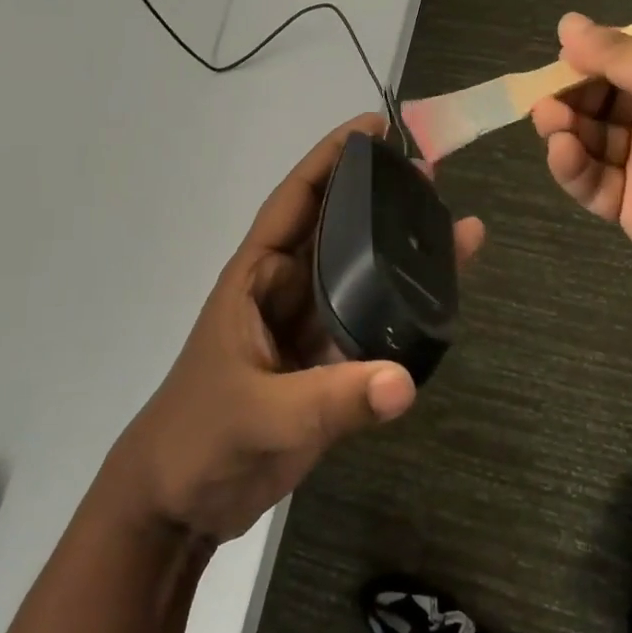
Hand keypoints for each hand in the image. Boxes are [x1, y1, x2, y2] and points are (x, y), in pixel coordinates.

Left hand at [119, 115, 484, 543]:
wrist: (180, 505)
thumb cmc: (198, 440)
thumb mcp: (258, 415)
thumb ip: (331, 401)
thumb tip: (405, 383)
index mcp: (257, 279)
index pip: (297, 201)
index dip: (330, 159)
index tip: (374, 127)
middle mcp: (286, 292)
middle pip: (340, 230)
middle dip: (380, 198)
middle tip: (431, 173)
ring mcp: (309, 329)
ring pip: (362, 277)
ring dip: (401, 252)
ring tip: (451, 223)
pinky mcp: (328, 367)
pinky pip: (373, 325)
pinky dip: (404, 310)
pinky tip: (441, 298)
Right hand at [531, 15, 631, 296]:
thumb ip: (620, 55)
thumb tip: (567, 23)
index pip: (625, 58)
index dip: (593, 55)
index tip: (564, 54)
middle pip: (598, 97)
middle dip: (570, 92)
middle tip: (546, 95)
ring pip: (587, 137)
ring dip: (563, 125)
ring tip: (549, 119)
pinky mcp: (627, 204)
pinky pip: (589, 180)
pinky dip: (570, 165)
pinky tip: (562, 151)